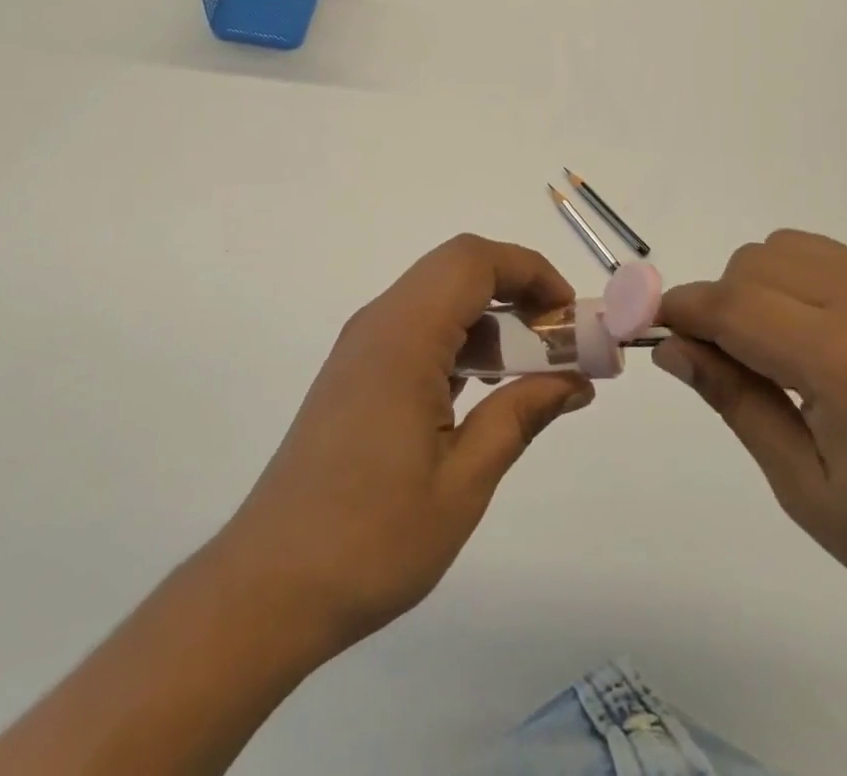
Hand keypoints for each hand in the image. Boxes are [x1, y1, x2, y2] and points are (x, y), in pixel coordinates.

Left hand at [211, 234, 593, 657]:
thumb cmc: (373, 538)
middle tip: (559, 341)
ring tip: (533, 370)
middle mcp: (378, 323)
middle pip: (456, 269)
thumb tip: (576, 380)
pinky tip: (484, 390)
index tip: (570, 316)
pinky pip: (416, 329)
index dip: (530, 271)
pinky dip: (459, 340)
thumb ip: (521, 415)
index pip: (474, 261)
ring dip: (489, 317)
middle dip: (516, 289)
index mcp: (403, 336)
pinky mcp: (354, 372)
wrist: (270, 586)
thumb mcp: (464, 481)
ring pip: (436, 297)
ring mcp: (361, 347)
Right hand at [656, 231, 846, 655]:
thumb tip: (672, 348)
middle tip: (729, 363)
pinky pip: (836, 260)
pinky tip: (828, 344)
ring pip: (790, 247)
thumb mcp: (809, 491)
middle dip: (721, 303)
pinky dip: (804, 284)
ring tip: (779, 351)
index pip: (731, 306)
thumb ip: (735, 401)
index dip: (680, 311)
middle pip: (755, 263)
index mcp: (845, 364)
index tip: (651, 328)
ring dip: (761, 285)